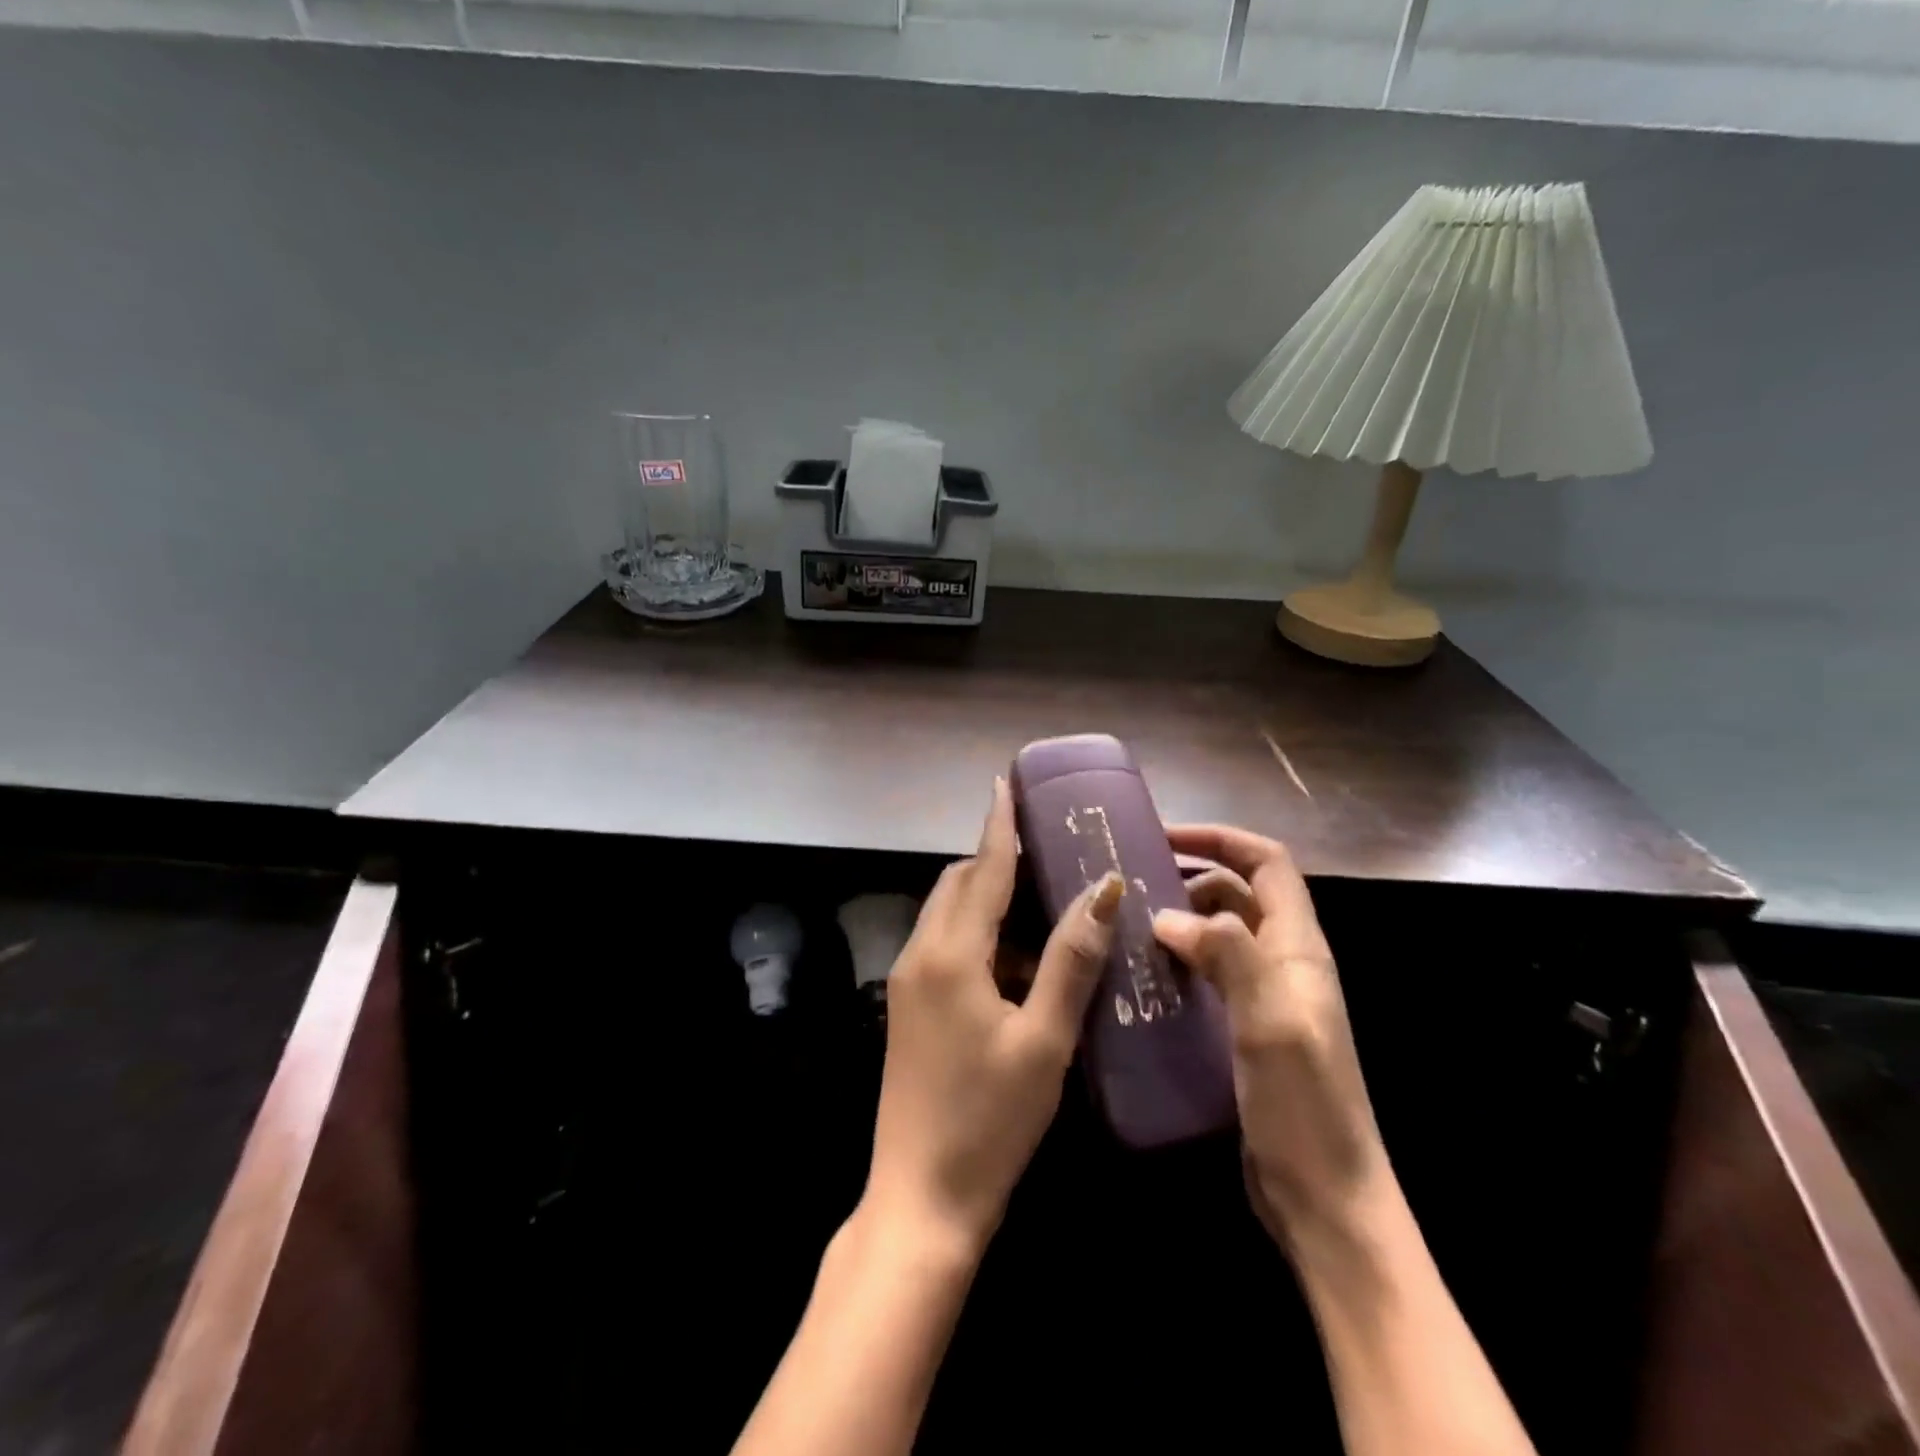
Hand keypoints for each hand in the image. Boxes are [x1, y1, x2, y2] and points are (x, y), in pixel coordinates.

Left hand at [863, 777, 1122, 1254]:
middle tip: (1047, 853)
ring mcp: (907, 981)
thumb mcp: (1044, 1038)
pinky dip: (977, 935)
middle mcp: (920, 954)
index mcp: (950, 954)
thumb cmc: (991, 1120)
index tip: (1006, 784)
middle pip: (958, 884)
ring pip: (948, 915)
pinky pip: (943, 946)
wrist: (922, 1199)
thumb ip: (1071, 959)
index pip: (982, 870)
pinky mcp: (908, 1007)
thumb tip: (1103, 890)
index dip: (999, 826)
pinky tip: (1017, 961)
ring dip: (988, 899)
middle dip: (996, 860)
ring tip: (1042, 902)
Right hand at [1151, 825, 1387, 1249]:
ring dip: (1180, 920)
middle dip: (1190, 876)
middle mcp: (1283, 962)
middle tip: (1131, 883)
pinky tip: (1142, 976)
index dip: (1221, 839)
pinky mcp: (1243, 1029)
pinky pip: (1207, 975)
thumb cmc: (1304, 1107)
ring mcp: (1263, 997)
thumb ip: (1228, 955)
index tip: (1165, 836)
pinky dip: (1178, 961)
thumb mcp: (1270, 1021)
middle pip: (1239, 893)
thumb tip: (1168, 915)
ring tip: (1128, 926)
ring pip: (1219, 934)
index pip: (1267, 863)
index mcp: (1298, 948)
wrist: (1324, 1199)